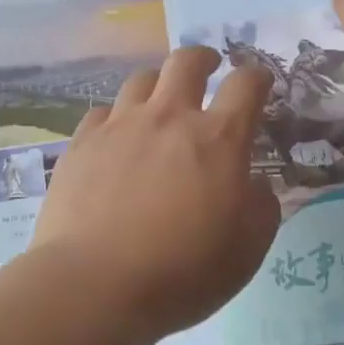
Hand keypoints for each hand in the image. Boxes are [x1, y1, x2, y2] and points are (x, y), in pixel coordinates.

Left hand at [32, 46, 280, 340]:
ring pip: (141, 80)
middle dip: (203, 58)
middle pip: (186, 62)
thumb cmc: (184, 270)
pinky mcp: (81, 144)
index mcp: (218, 138)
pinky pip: (103, 112)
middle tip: (209, 67)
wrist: (95, 286)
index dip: (258, 76)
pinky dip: (117, 117)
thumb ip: (262, 206)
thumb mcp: (249, 248)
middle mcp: (169, 118)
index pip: (246, 85)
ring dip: (158, 84)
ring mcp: (120, 127)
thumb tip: (255, 184)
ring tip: (160, 101)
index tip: (260, 81)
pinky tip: (117, 137)